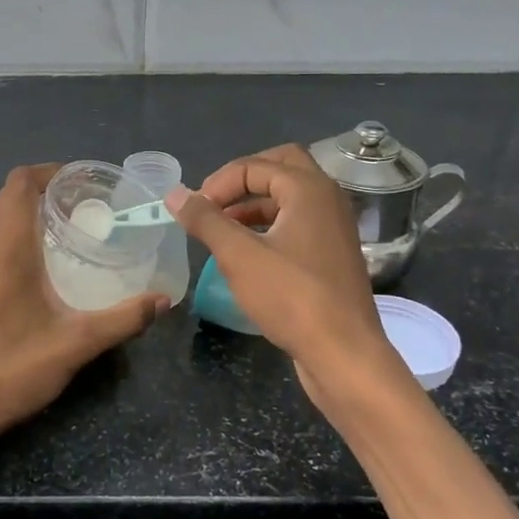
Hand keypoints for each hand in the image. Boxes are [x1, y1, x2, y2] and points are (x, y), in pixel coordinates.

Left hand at [0, 164, 165, 456]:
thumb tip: (163, 300)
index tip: (81, 184)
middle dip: (42, 194)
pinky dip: (6, 243)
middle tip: (80, 211)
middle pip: (5, 201)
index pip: (19, 183)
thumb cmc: (11, 370)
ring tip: (58, 239)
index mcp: (5, 250)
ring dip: (21, 219)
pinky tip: (28, 278)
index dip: (49, 173)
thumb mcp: (76, 345)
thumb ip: (123, 319)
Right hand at [167, 145, 390, 404]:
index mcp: (309, 189)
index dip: (218, 183)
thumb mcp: (238, 256)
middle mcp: (327, 199)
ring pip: (290, 198)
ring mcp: (334, 227)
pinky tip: (247, 254)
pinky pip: (297, 224)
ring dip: (254, 205)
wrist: (343, 352)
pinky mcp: (332, 255)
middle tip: (214, 203)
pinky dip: (269, 226)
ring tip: (222, 230)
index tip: (194, 212)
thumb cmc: (291, 297)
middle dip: (242, 181)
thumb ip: (205, 220)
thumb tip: (175, 194)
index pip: (254, 165)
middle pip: (281, 168)